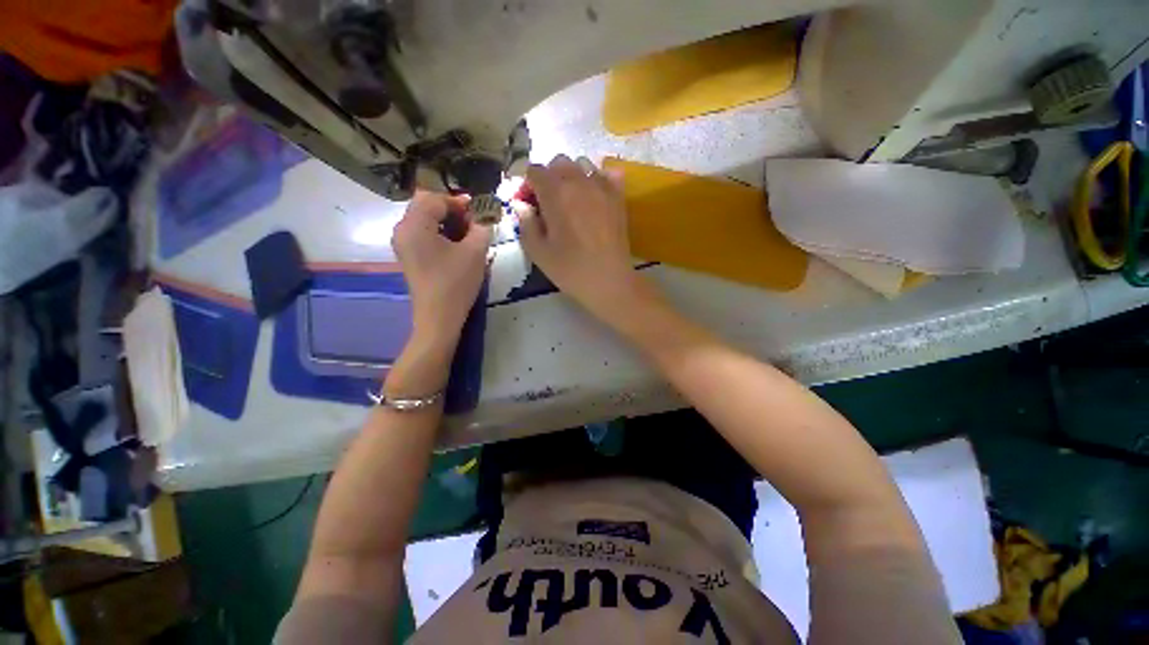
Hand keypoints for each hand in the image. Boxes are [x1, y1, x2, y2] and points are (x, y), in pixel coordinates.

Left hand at [392, 191, 491, 345]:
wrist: (439, 317)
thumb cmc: (456, 283)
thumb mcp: (475, 252)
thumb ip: (481, 228)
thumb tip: (483, 218)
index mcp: (414, 225)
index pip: (434, 198)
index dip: (458, 200)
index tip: (479, 210)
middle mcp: (402, 230)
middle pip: (425, 206)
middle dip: (451, 209)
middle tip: (474, 220)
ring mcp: (403, 244)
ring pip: (424, 219)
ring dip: (446, 220)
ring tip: (468, 233)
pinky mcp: (408, 256)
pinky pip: (423, 233)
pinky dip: (440, 232)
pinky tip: (456, 244)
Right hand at [514, 155, 652, 323]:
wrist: (609, 281)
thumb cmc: (570, 269)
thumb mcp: (538, 252)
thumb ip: (525, 223)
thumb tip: (522, 205)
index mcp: (555, 193)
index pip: (534, 171)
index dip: (527, 185)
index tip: (529, 204)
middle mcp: (578, 181)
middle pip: (558, 162)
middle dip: (549, 178)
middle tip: (549, 203)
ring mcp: (602, 187)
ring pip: (582, 164)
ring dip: (572, 176)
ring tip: (572, 200)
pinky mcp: (618, 196)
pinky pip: (607, 174)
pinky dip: (597, 179)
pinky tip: (594, 196)